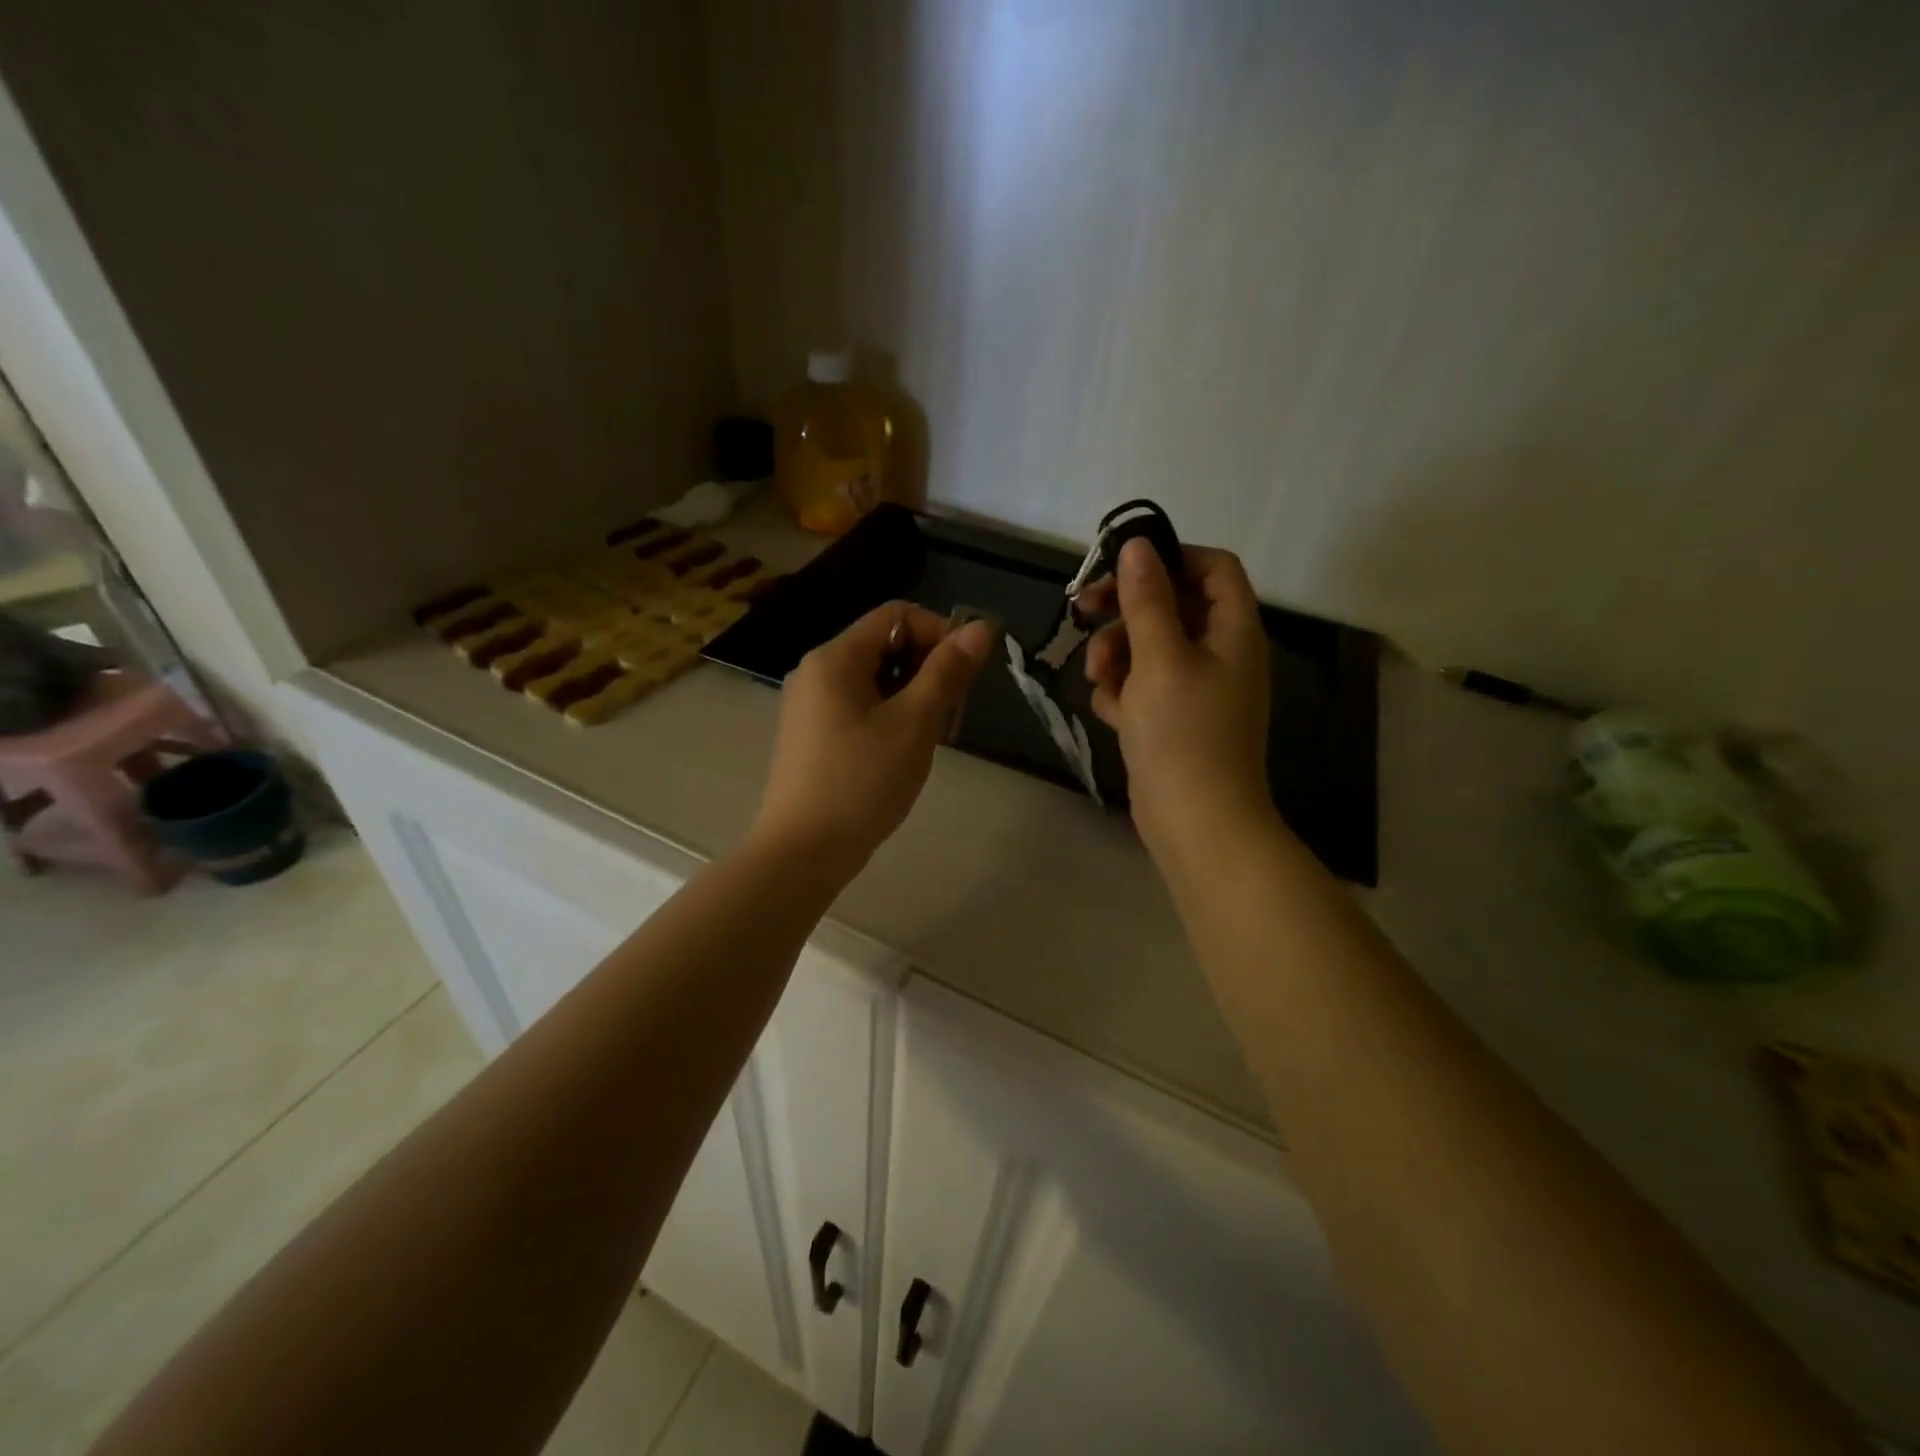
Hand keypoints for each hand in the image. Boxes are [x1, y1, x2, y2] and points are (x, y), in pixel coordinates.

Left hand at [752, 602, 994, 872]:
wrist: (803, 852)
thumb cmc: (862, 782)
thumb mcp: (914, 723)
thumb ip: (948, 671)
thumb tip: (982, 626)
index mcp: (835, 658)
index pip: (897, 615)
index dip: (940, 633)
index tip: (966, 674)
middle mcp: (816, 672)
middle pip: (885, 646)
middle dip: (928, 669)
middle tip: (951, 714)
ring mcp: (810, 706)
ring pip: (876, 680)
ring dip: (913, 697)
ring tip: (931, 738)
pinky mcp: (812, 736)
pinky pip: (860, 707)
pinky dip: (890, 717)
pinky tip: (903, 753)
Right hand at [1080, 537, 1273, 854]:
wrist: (1196, 822)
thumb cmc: (1183, 733)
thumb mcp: (1159, 658)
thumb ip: (1146, 600)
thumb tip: (1138, 545)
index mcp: (1233, 631)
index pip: (1212, 568)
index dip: (1170, 559)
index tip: (1121, 568)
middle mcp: (1219, 653)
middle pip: (1172, 606)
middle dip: (1126, 611)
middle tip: (1083, 612)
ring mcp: (1196, 689)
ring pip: (1149, 648)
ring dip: (1117, 654)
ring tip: (1098, 679)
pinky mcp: (1173, 719)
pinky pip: (1143, 686)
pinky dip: (1123, 691)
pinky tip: (1111, 712)